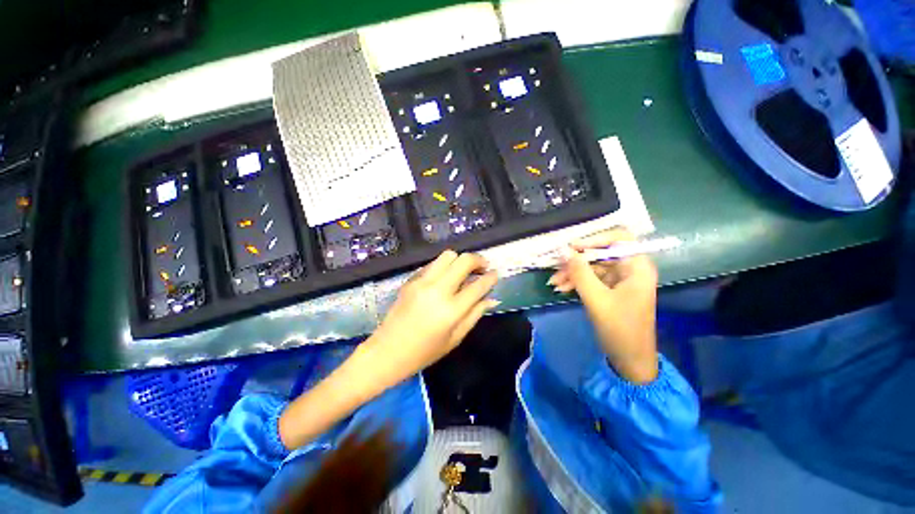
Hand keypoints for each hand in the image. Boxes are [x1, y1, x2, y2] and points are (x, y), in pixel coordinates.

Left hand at [279, 251, 497, 449]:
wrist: (386, 352)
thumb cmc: (423, 353)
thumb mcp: (455, 338)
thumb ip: (475, 314)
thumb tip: (492, 298)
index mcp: (451, 310)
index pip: (478, 285)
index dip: (491, 277)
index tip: (496, 274)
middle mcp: (437, 290)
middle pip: (463, 260)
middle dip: (478, 260)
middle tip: (483, 268)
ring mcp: (422, 282)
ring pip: (447, 255)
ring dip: (460, 260)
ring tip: (465, 271)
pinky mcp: (411, 280)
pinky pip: (433, 265)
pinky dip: (445, 267)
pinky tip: (446, 279)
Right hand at [548, 228, 658, 383]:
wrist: (630, 360)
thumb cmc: (620, 329)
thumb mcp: (596, 299)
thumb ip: (579, 273)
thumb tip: (563, 250)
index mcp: (637, 267)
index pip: (618, 238)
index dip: (593, 239)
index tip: (571, 248)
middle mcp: (630, 269)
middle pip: (601, 253)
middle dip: (577, 261)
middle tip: (555, 267)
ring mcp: (620, 280)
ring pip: (593, 267)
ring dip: (573, 273)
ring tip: (554, 283)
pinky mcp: (611, 290)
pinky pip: (591, 279)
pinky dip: (577, 282)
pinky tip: (562, 289)